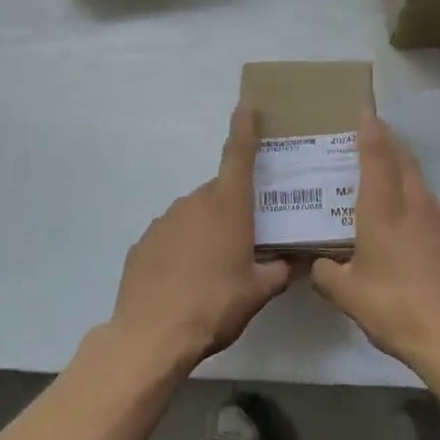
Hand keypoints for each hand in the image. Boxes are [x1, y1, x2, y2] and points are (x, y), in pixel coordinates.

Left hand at [109, 102, 291, 369]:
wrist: (152, 334)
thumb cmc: (215, 304)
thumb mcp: (259, 291)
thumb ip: (281, 270)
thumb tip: (297, 261)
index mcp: (228, 206)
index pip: (239, 154)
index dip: (245, 127)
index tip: (247, 104)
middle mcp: (194, 203)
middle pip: (220, 193)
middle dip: (235, 208)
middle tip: (248, 238)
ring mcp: (164, 221)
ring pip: (195, 215)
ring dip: (207, 230)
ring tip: (215, 268)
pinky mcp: (143, 243)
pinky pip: (172, 236)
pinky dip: (182, 248)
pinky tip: (186, 279)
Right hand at [311, 114, 439, 367]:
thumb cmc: (394, 308)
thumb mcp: (347, 294)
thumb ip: (326, 273)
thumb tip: (317, 264)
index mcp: (384, 210)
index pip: (377, 156)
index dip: (370, 131)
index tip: (364, 112)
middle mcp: (415, 205)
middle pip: (403, 160)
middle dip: (388, 142)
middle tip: (371, 135)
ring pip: (420, 182)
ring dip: (403, 170)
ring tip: (385, 177)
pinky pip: (432, 207)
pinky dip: (416, 200)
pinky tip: (408, 222)